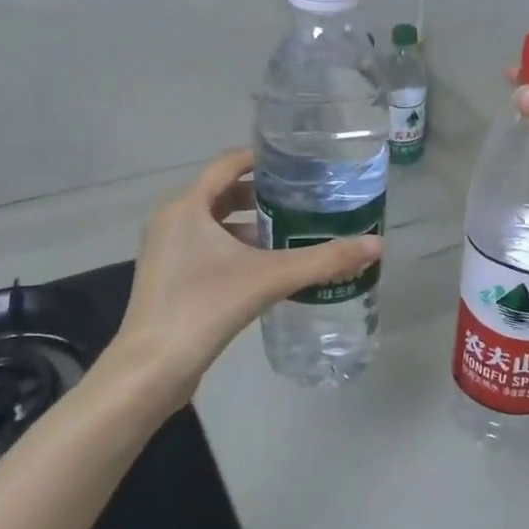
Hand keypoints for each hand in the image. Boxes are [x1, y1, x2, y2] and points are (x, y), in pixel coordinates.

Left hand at [110, 150, 382, 399]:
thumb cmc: (205, 307)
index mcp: (187, 206)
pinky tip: (265, 268)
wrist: (151, 368)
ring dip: (250, 224)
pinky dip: (235, 248)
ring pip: (214, 223)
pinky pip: (206, 247)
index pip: (228, 163)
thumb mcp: (270, 278)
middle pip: (223, 192)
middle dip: (263, 195)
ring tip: (291, 232)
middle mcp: (172, 220)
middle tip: (303, 200)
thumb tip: (377, 245)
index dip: (263, 159)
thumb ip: (324, 260)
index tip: (299, 164)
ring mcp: (166, 250)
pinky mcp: (168, 277)